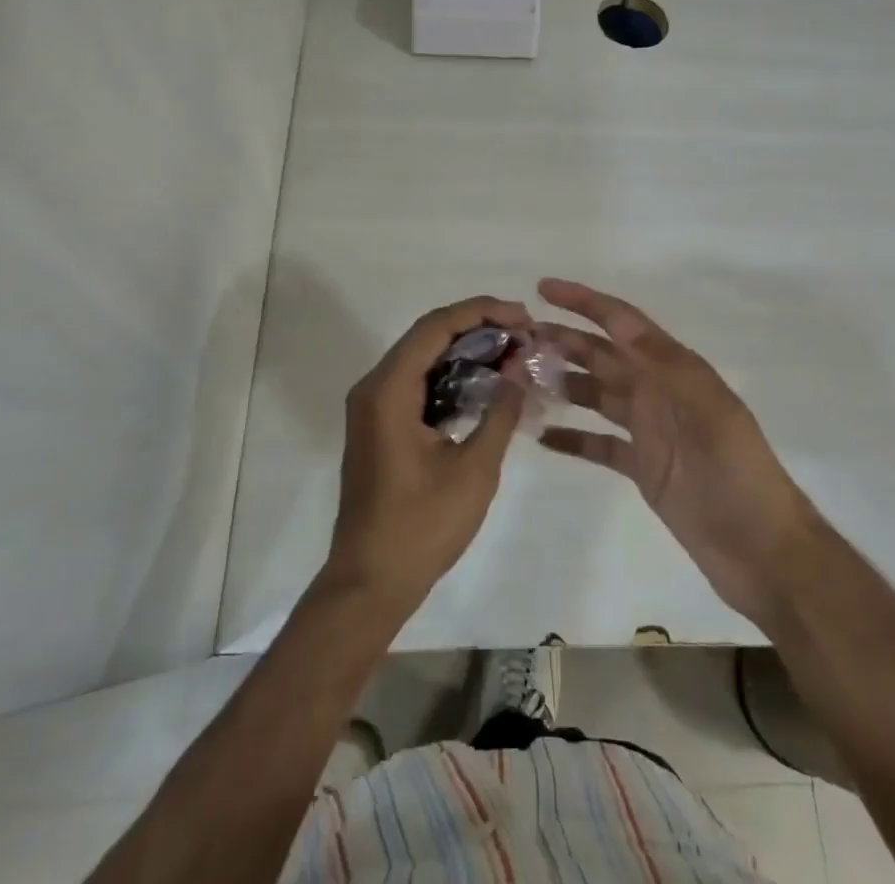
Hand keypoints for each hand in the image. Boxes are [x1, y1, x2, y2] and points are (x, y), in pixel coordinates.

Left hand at [321, 295, 532, 622]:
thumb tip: (520, 367)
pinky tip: (486, 383)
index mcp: (389, 390)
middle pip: (428, 335)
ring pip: (423, 357)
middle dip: (478, 327)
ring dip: (466, 350)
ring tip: (513, 353)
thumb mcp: (474, 470)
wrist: (370, 582)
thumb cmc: (421, 527)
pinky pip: (417, 382)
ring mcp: (373, 405)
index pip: (436, 326)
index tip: (523, 317)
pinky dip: (451, 375)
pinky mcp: (380, 424)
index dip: (482, 312)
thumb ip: (499, 411)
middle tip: (524, 334)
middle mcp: (374, 386)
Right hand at [535, 278, 822, 628]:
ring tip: (521, 381)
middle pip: (602, 356)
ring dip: (562, 384)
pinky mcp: (643, 468)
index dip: (584, 301)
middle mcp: (658, 392)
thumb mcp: (705, 408)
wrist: (763, 551)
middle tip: (517, 339)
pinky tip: (542, 437)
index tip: (543, 288)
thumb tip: (619, 317)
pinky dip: (573, 438)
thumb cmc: (736, 472)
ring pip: (596, 395)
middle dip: (563, 341)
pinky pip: (599, 444)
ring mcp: (649, 431)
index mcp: (674, 370)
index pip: (622, 323)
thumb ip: (661, 362)